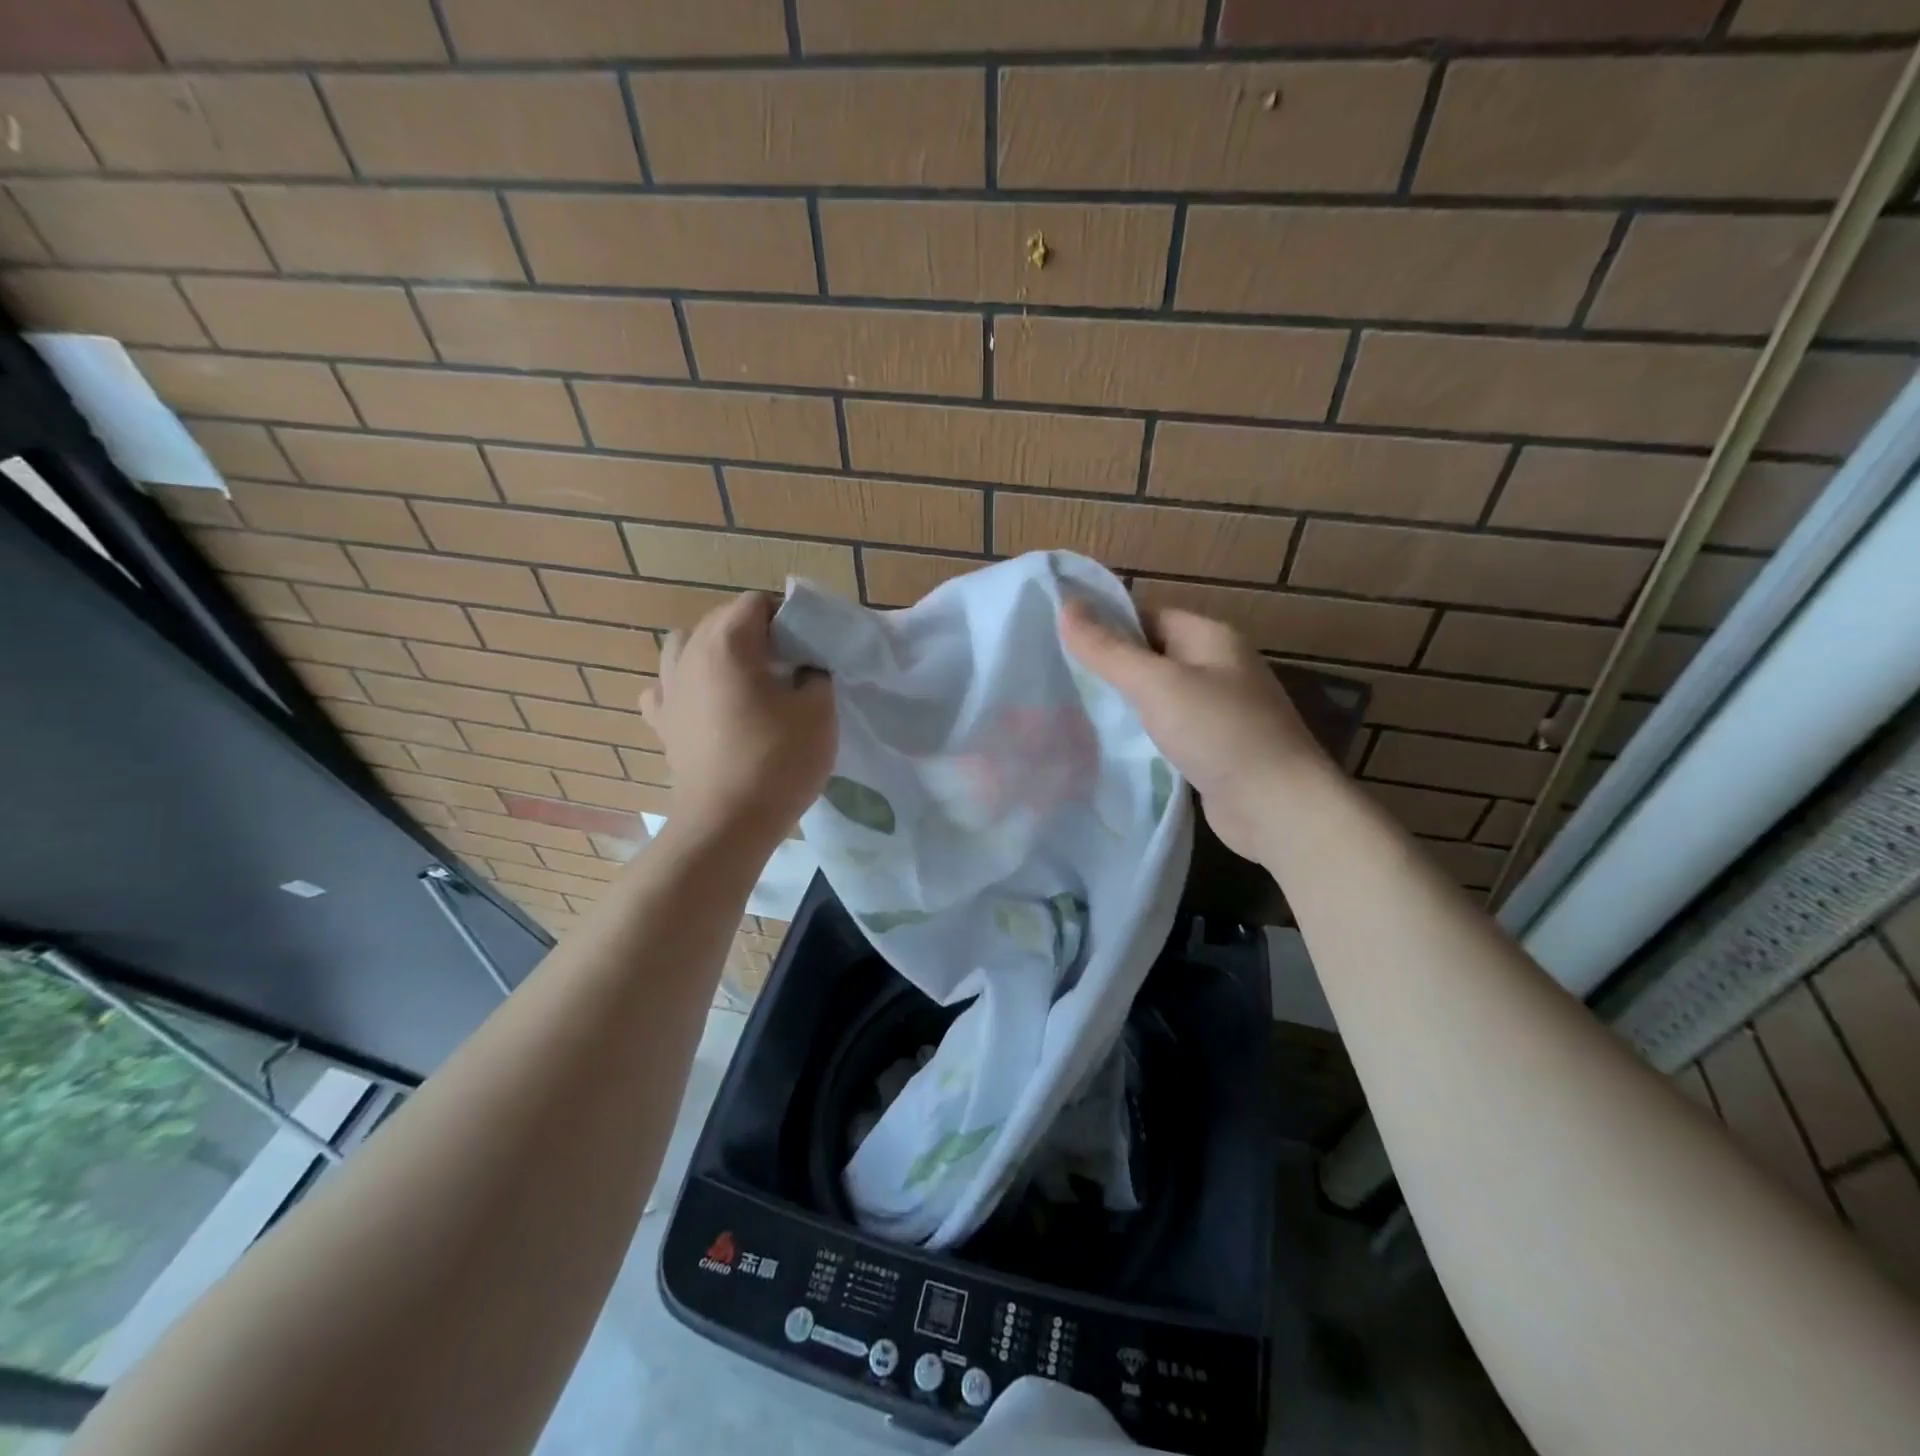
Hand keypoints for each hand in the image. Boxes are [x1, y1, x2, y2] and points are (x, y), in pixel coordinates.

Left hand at [640, 592, 834, 847]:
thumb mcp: (819, 712)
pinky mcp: (662, 722)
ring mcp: (668, 689)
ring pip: (687, 646)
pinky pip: (667, 687)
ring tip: (745, 679)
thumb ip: (818, 674)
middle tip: (789, 664)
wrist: (727, 824)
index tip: (810, 646)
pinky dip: (686, 685)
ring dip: (718, 652)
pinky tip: (705, 703)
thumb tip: (806, 667)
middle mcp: (689, 655)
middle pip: (722, 619)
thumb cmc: (777, 762)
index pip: (756, 602)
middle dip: (757, 632)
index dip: (788, 616)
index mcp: (728, 643)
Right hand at [1062, 601, 1324, 862]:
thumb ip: (1108, 649)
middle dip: (1110, 667)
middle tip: (1059, 679)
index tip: (1060, 642)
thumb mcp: (1156, 684)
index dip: (1106, 625)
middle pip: (1152, 656)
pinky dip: (1141, 735)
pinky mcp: (1214, 748)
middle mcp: (1218, 667)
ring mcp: (1219, 710)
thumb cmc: (1218, 732)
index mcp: (1210, 637)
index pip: (1148, 615)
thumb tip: (1064, 605)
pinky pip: (1168, 730)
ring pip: (1159, 696)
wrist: (1276, 806)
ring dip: (1124, 704)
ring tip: (1072, 711)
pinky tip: (1108, 746)